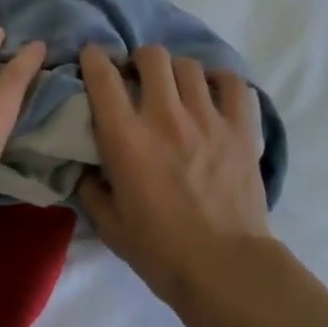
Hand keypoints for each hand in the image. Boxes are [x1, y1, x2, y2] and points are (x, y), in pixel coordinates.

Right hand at [78, 43, 270, 312]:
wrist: (226, 271)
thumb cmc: (161, 252)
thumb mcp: (109, 225)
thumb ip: (91, 188)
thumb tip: (86, 165)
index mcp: (126, 139)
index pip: (103, 76)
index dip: (93, 58)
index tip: (93, 61)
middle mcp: (165, 117)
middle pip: (151, 56)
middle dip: (139, 60)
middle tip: (138, 79)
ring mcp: (208, 119)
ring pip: (189, 65)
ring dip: (176, 72)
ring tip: (176, 90)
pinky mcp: (241, 129)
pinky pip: (232, 83)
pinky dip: (219, 82)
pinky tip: (212, 95)